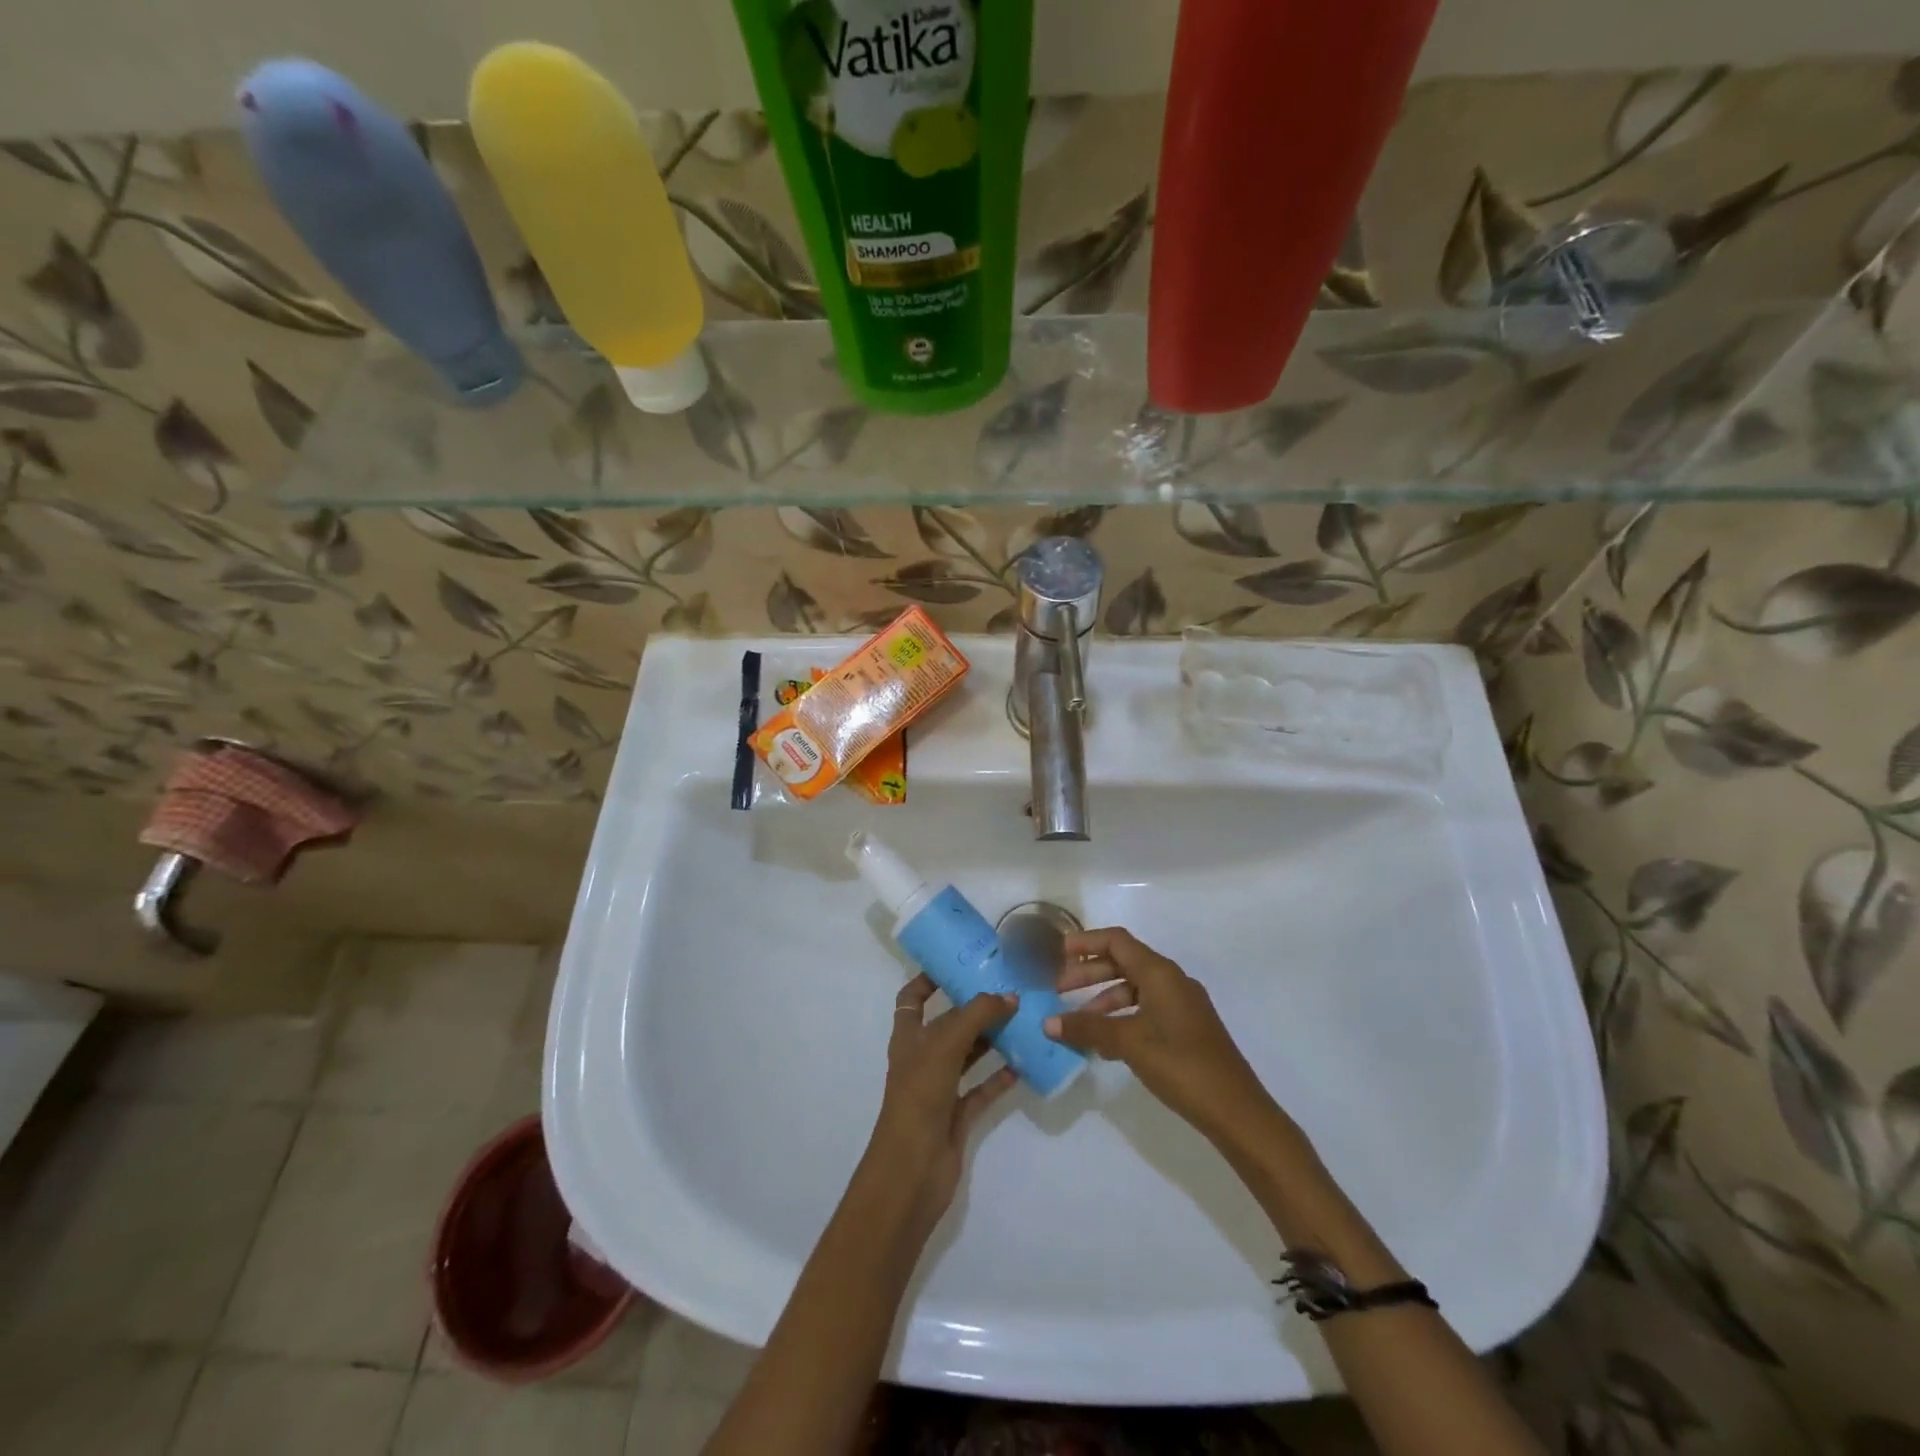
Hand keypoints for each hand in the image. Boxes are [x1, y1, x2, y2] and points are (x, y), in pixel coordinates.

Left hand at [867, 976, 1017, 1239]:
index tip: (957, 964)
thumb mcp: (946, 1042)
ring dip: (991, 1039)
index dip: (928, 979)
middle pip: (948, 1024)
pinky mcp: (957, 1115)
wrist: (913, 1168)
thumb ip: (978, 1014)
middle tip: (1006, 988)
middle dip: (973, 1008)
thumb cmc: (920, 1094)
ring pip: (968, 1055)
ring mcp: (939, 1088)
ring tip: (1022, 1019)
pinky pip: (982, 1089)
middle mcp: (922, 1057)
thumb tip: (1009, 996)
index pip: (912, 998)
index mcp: (908, 1036)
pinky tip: (1024, 1064)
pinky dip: (1000, 1077)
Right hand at [1044, 928, 1281, 1145]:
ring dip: (1103, 998)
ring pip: (1134, 988)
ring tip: (1077, 1021)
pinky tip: (1105, 1044)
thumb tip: (1048, 1022)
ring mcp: (1182, 1004)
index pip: (1116, 941)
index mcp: (1160, 973)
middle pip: (1123, 962)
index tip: (1056, 954)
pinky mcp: (1186, 1027)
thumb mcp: (1128, 1043)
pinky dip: (1121, 1016)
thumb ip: (1087, 1028)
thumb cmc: (1180, 1065)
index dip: (1085, 942)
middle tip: (1058, 990)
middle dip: (1088, 973)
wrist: (1235, 1110)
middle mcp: (1172, 980)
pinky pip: (1145, 1009)